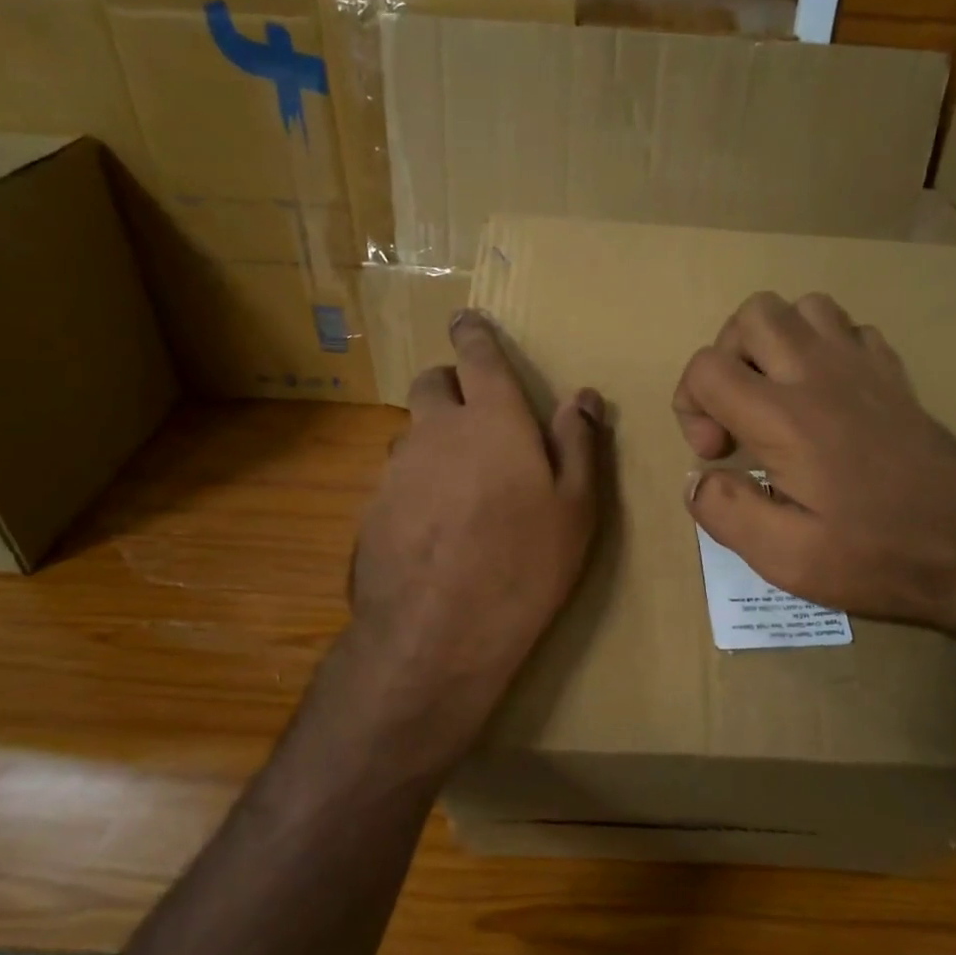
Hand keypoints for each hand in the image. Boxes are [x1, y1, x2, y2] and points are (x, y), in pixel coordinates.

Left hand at [345, 311, 602, 749]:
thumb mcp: (575, 508)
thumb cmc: (524, 565)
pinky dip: (415, 482)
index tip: (466, 320)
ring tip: (459, 481)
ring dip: (433, 437)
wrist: (437, 634)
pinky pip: (396, 477)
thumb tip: (582, 395)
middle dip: (449, 382)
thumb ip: (579, 444)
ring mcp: (397, 469)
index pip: (478, 356)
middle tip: (473, 412)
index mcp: (492, 421)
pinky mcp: (372, 508)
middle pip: (432, 383)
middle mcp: (437, 430)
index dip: (474, 334)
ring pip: (412, 431)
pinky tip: (434, 524)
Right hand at [673, 291, 955, 670]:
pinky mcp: (895, 376)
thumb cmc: (877, 556)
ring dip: (774, 345)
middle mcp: (820, 376)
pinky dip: (822, 349)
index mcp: (785, 419)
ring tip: (776, 396)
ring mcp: (864, 367)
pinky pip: (849, 329)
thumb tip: (696, 481)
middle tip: (738, 415)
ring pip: (803, 308)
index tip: (717, 454)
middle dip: (726, 358)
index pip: (707, 367)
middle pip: (753, 315)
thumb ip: (726, 512)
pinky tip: (826, 397)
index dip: (691, 406)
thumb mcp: (785, 558)